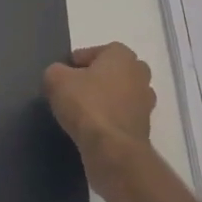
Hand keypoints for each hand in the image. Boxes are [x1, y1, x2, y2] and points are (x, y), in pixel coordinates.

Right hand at [44, 43, 155, 161]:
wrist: (113, 150)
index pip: (97, 51)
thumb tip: (59, 76)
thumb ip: (56, 71)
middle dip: (96, 79)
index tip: (64, 74)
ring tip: (82, 112)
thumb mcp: (56, 79)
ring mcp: (145, 103)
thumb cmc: (87, 105)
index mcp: (122, 55)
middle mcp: (140, 75)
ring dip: (104, 101)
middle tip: (75, 90)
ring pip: (120, 95)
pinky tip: (93, 129)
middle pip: (113, 72)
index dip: (78, 62)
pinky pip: (122, 117)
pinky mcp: (144, 128)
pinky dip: (110, 120)